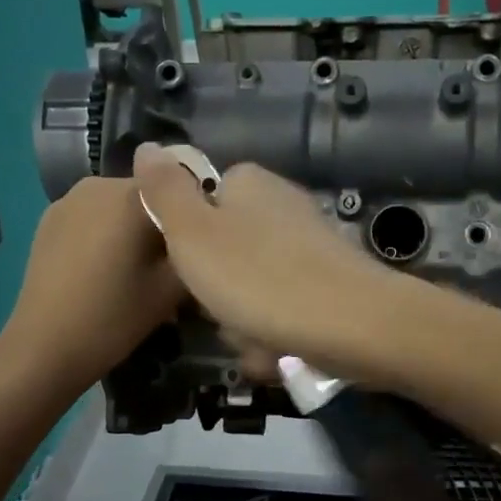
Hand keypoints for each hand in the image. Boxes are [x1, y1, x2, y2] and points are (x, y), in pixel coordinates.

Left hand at [0, 175, 184, 397]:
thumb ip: (195, 249)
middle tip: (172, 264)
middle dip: (162, 221)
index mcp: (133, 194)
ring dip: (134, 227)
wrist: (44, 347)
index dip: (195, 216)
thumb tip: (204, 235)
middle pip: (148, 194)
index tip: (199, 249)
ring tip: (139, 268)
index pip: (182, 187)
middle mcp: (100, 183)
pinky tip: (107, 269)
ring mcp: (69, 198)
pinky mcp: (49, 218)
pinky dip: (107, 233)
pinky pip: (93, 216)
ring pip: (119, 205)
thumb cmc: (114, 318)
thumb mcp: (172, 290)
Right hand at [133, 143, 404, 378]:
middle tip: (225, 313)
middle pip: (227, 256)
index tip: (190, 270)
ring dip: (247, 325)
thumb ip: (165, 192)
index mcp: (249, 185)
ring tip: (258, 340)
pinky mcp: (331, 287)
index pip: (203, 204)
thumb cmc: (260, 278)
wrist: (354, 325)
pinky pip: (286, 314)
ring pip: (254, 293)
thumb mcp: (193, 234)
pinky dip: (279, 337)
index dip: (189, 242)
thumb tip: (147, 146)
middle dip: (220, 295)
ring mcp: (311, 248)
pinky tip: (283, 354)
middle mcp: (283, 208)